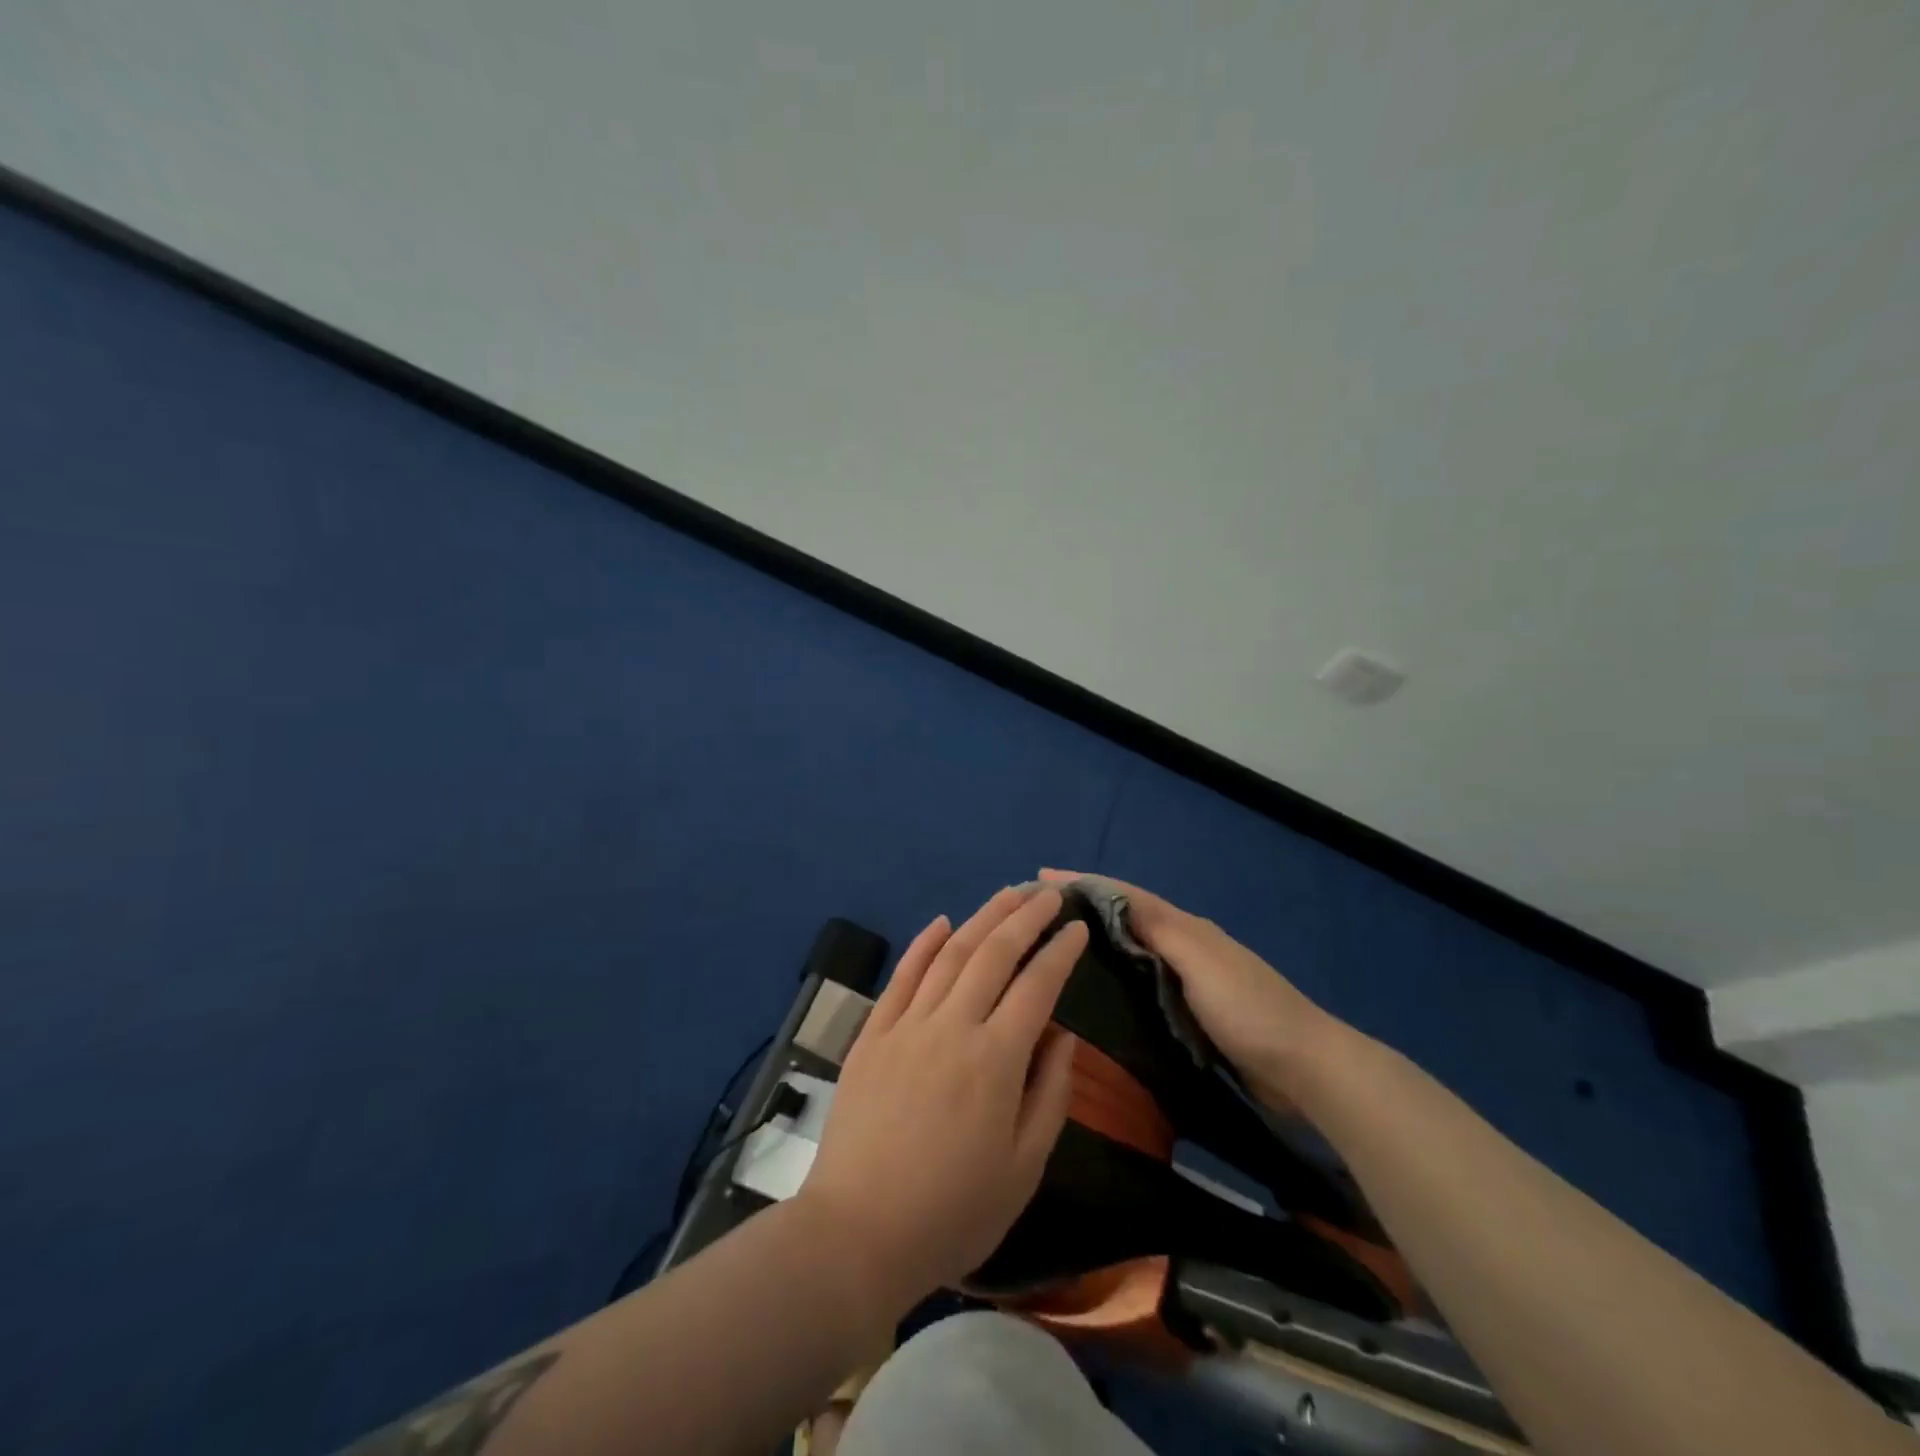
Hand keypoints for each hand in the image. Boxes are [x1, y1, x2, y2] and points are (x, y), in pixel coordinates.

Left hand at [799, 887, 1087, 1315]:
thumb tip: (1062, 1035)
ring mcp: (906, 1025)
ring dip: (982, 917)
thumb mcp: (1024, 1169)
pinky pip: (901, 976)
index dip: (1060, 951)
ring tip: (1008, 894)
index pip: (1037, 986)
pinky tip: (941, 922)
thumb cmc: (952, 1211)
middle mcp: (952, 1026)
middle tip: (1049, 893)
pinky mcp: (872, 1034)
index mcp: (995, 1060)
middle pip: (994, 953)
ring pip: (950, 954)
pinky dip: (923, 944)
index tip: (1078, 928)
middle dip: (1026, 917)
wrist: (857, 1233)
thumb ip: (1050, 1094)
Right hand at [1039, 869, 1340, 1106]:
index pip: (1124, 896)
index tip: (1039, 879)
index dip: (1083, 883)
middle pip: (1125, 917)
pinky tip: (1096, 988)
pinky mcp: (1190, 1012)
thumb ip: (1158, 928)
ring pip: (1132, 949)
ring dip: (1096, 940)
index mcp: (1185, 927)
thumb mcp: (1200, 959)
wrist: (1304, 1067)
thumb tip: (1111, 898)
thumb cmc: (1248, 1009)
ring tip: (1055, 945)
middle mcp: (1184, 945)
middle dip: (1083, 908)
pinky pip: (1142, 981)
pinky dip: (1115, 973)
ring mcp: (1189, 979)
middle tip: (1038, 914)